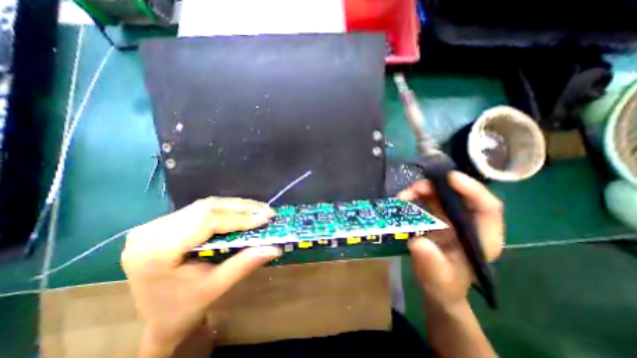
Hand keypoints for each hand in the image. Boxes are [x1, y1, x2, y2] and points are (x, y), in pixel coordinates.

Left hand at [121, 198, 280, 351]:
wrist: (153, 319)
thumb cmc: (182, 309)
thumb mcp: (216, 288)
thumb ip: (245, 264)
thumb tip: (276, 248)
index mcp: (157, 251)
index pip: (205, 222)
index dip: (239, 218)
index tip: (265, 217)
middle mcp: (151, 231)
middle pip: (206, 208)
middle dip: (242, 208)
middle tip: (267, 211)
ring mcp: (155, 224)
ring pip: (205, 205)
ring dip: (236, 206)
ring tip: (259, 210)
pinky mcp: (164, 223)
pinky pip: (201, 209)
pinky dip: (226, 209)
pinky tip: (242, 212)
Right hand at [400, 171, 505, 307]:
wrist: (436, 283)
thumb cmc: (443, 284)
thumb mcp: (438, 279)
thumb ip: (432, 264)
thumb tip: (419, 244)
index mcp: (481, 238)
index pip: (487, 208)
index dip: (472, 190)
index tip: (450, 178)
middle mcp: (469, 223)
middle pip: (461, 195)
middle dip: (439, 186)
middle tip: (416, 188)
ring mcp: (453, 218)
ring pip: (443, 193)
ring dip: (425, 188)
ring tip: (405, 194)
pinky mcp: (439, 216)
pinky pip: (430, 198)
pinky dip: (418, 194)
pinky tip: (406, 197)